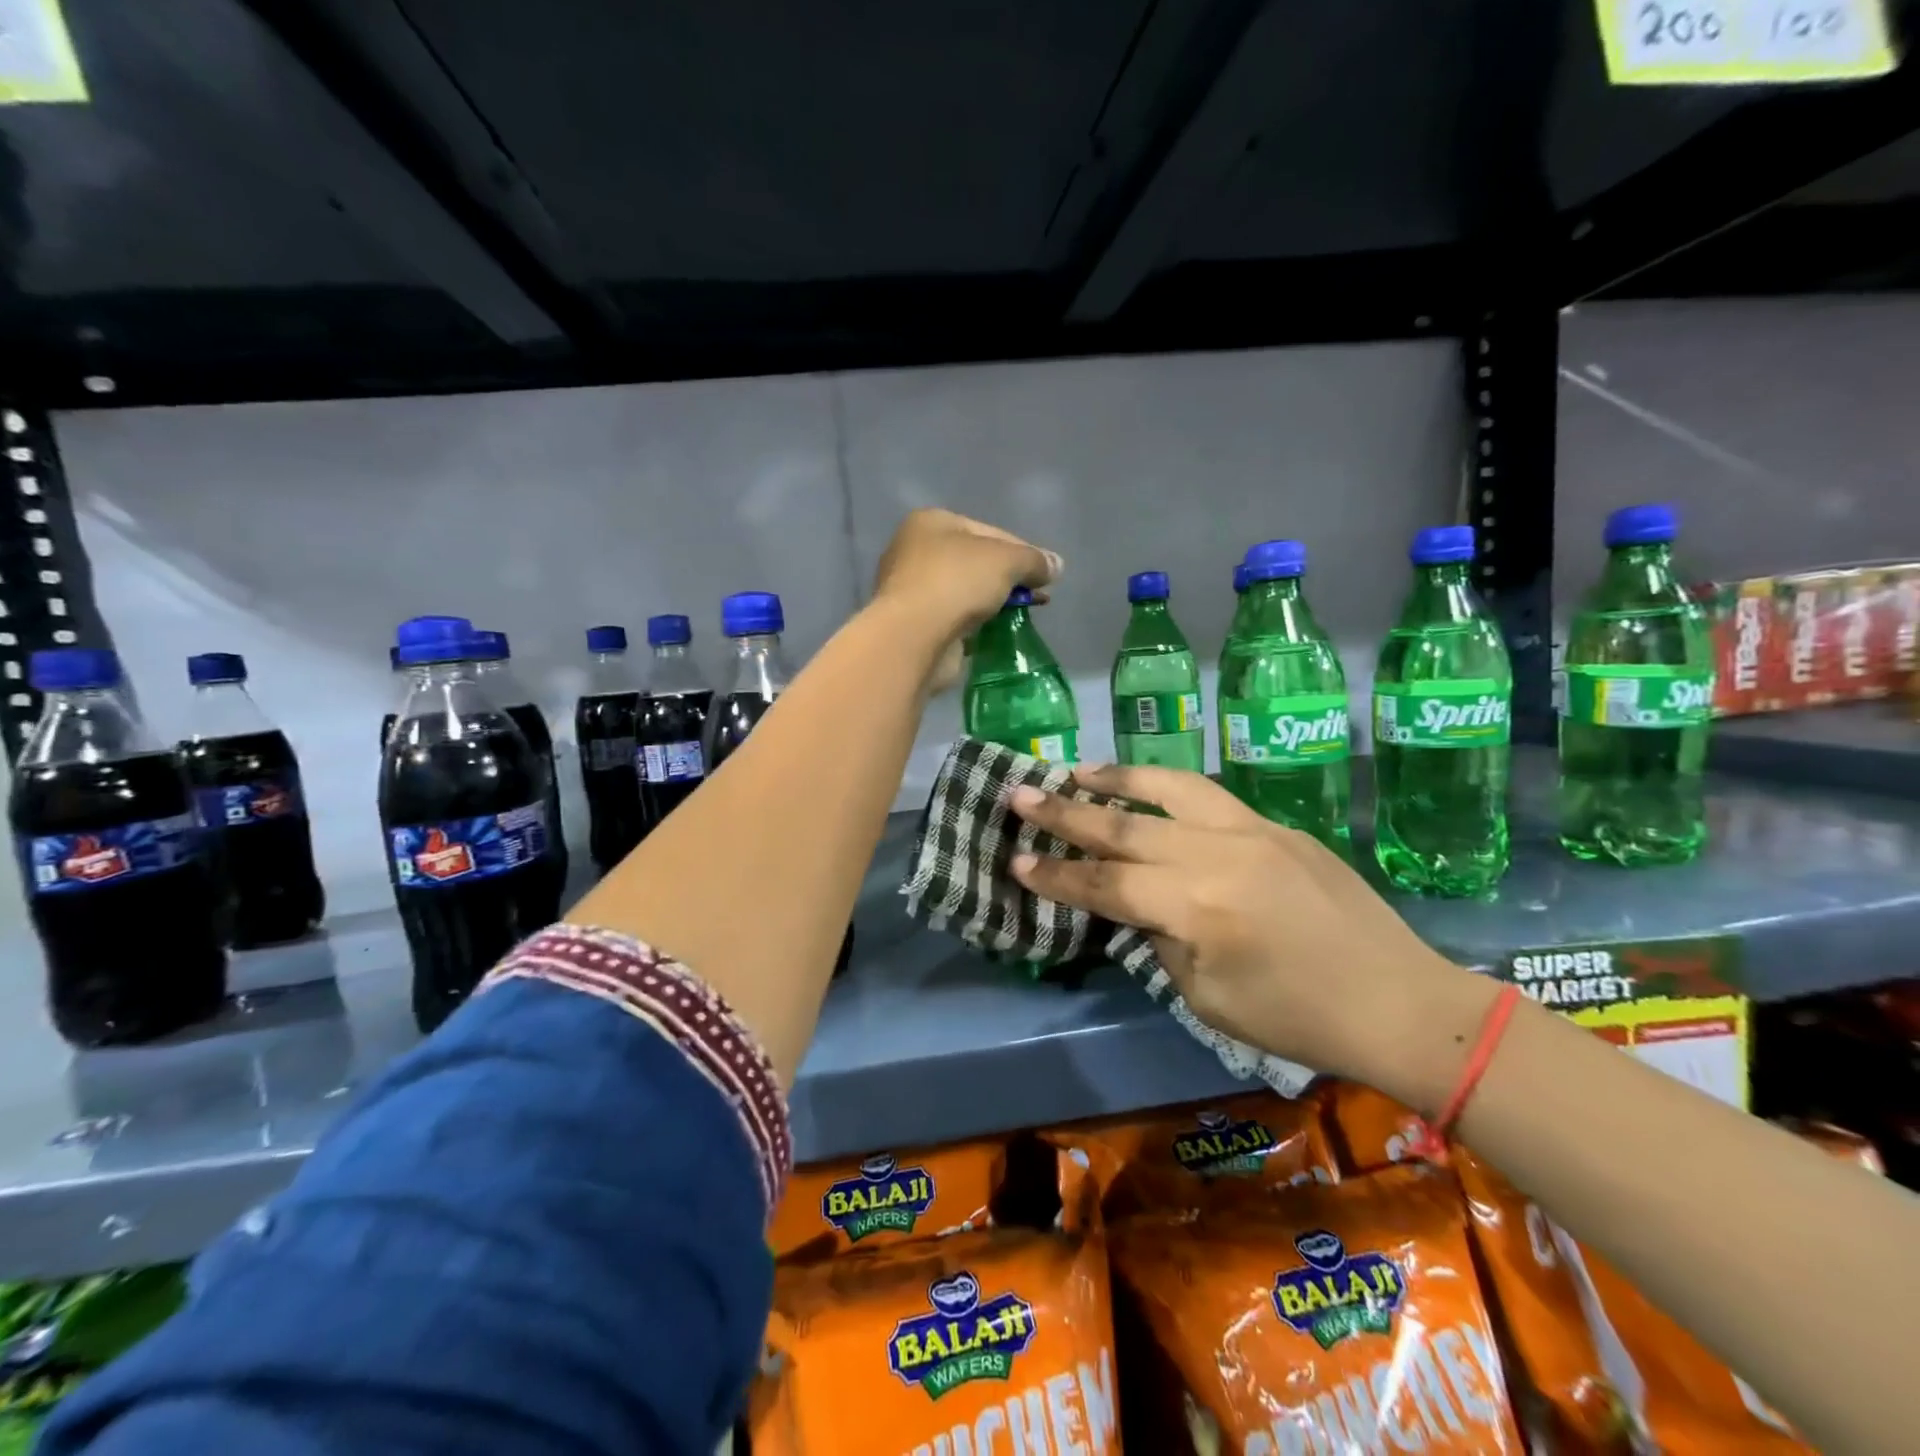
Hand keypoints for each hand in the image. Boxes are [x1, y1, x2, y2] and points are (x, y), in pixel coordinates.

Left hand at [871, 509, 1058, 691]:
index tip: (1044, 574)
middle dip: (1007, 579)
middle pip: (975, 561)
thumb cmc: (957, 582)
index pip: (989, 531)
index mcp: (931, 522)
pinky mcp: (914, 625)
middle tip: (1036, 597)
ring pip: (964, 592)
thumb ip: (1034, 560)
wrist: (915, 636)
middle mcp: (915, 550)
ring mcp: (911, 590)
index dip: (1022, 551)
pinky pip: (954, 619)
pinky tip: (994, 634)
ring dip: (991, 603)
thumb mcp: (1007, 561)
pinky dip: (974, 625)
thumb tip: (1056, 565)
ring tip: (1020, 617)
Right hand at [1007, 763, 1486, 1091]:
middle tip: (1018, 795)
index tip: (1014, 861)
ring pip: (1167, 786)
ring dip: (1114, 778)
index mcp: (1197, 907)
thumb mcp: (1207, 997)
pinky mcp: (1276, 825)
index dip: (1056, 877)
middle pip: (1124, 826)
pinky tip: (1144, 787)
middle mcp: (1217, 854)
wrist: (1399, 1001)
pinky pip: (1207, 795)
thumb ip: (1160, 939)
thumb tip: (1136, 905)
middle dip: (1064, 814)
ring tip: (1074, 771)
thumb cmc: (1298, 1019)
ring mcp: (1251, 830)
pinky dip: (1164, 784)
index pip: (1106, 885)